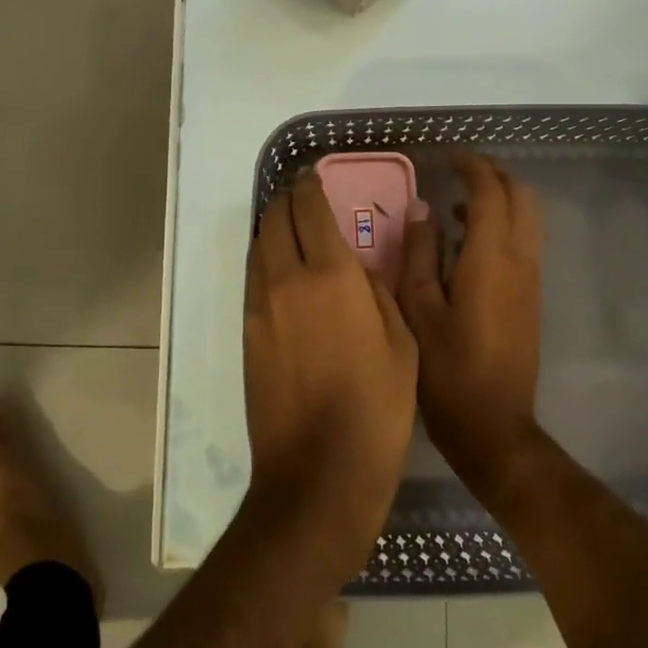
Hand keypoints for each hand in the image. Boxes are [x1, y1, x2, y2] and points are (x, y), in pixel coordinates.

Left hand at [242, 172, 417, 586]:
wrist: (318, 471)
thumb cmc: (377, 407)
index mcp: (331, 275)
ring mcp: (260, 306)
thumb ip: (377, 290)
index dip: (310, 187)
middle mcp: (287, 279)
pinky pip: (253, 277)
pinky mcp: (246, 331)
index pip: (310, 210)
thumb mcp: (401, 342)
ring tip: (290, 227)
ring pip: (258, 246)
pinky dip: (264, 259)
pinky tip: (281, 270)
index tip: (313, 177)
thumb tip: (358, 263)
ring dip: (272, 228)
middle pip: (275, 219)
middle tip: (302, 197)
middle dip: (286, 200)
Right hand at [398, 154, 544, 500]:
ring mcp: (531, 279)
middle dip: (493, 175)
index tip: (447, 157)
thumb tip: (421, 209)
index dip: (471, 166)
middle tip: (457, 172)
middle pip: (521, 196)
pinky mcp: (531, 297)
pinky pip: (524, 241)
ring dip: (500, 199)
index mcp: (491, 258)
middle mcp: (520, 260)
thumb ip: (420, 253)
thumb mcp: (418, 309)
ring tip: (457, 205)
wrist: (494, 426)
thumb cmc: (447, 370)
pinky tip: (468, 242)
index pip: (490, 192)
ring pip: (528, 218)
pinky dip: (503, 224)